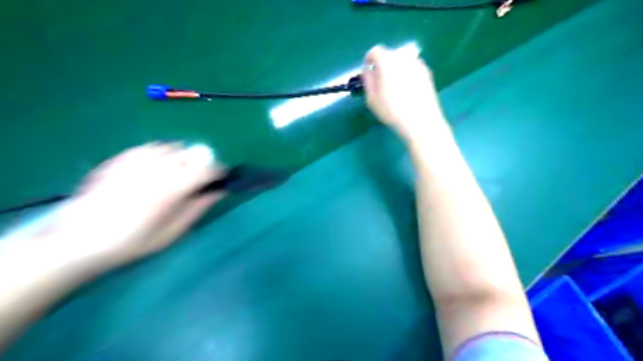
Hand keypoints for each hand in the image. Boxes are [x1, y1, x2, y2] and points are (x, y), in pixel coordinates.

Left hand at [46, 142, 224, 269]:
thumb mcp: (171, 233)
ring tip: (178, 172)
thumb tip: (218, 192)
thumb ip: (197, 209)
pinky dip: (163, 153)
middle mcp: (157, 169)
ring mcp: (137, 161)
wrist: (79, 239)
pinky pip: (152, 147)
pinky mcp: (122, 158)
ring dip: (183, 157)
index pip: (206, 170)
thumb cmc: (132, 241)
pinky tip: (157, 167)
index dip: (218, 171)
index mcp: (172, 189)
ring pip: (173, 147)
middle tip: (199, 178)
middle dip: (202, 163)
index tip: (222, 178)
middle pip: (192, 154)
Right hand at [364, 47, 448, 142]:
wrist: (421, 121)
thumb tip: (368, 72)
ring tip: (394, 89)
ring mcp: (417, 64)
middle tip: (380, 83)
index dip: (369, 60)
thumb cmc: (392, 111)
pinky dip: (406, 75)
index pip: (375, 51)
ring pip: (401, 62)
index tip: (368, 72)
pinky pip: (412, 69)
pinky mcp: (427, 73)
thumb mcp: (372, 99)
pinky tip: (407, 92)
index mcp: (387, 61)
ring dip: (395, 70)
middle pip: (389, 55)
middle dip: (382, 65)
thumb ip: (368, 81)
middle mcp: (403, 57)